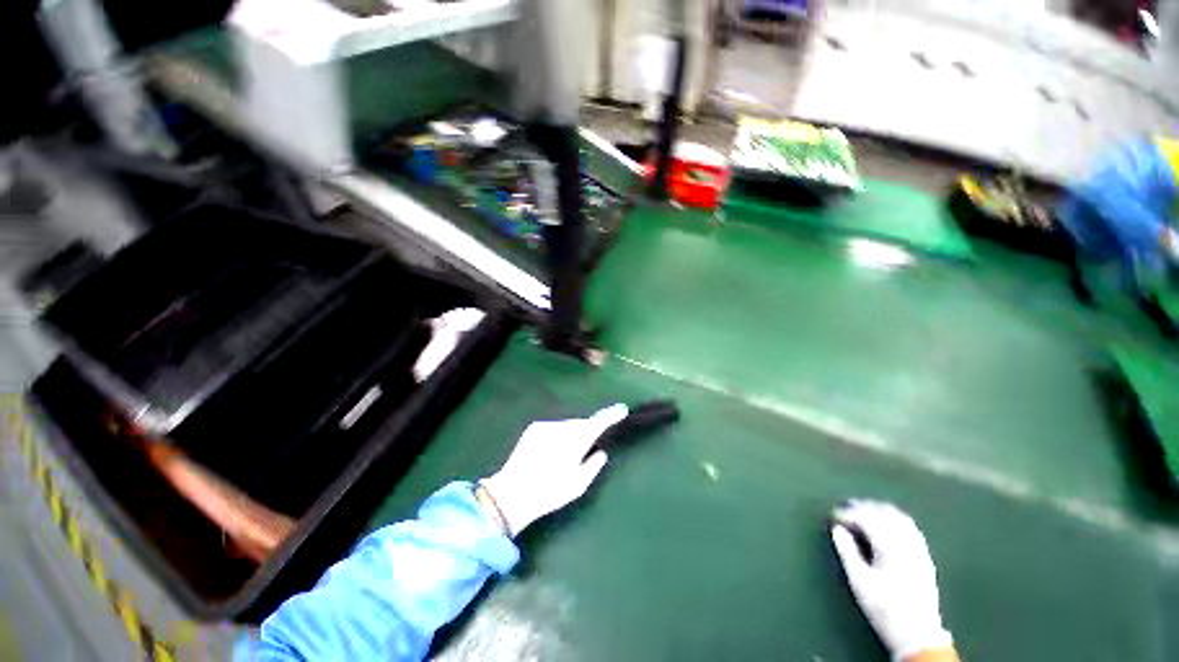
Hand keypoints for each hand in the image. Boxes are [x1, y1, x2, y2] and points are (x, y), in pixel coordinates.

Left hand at [481, 404, 628, 536]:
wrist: (511, 493)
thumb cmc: (550, 492)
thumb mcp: (578, 485)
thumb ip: (593, 465)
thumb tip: (601, 452)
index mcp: (576, 441)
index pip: (598, 423)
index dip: (611, 415)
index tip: (622, 409)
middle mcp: (562, 427)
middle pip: (581, 424)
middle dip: (586, 431)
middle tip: (586, 449)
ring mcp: (546, 425)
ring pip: (567, 426)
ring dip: (571, 434)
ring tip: (564, 455)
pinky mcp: (534, 428)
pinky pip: (553, 428)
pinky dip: (558, 436)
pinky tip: (550, 452)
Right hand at [831, 500, 952, 660]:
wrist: (918, 635)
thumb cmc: (884, 608)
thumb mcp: (859, 582)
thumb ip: (847, 552)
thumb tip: (837, 529)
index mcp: (890, 547)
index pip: (866, 518)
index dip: (847, 514)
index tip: (833, 516)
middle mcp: (907, 543)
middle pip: (884, 513)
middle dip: (862, 507)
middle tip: (844, 511)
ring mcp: (919, 549)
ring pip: (899, 517)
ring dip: (878, 510)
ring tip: (862, 514)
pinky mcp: (925, 556)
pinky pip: (910, 527)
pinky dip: (893, 519)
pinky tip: (884, 526)